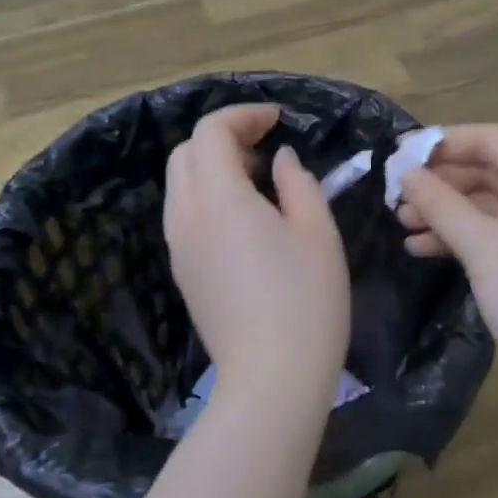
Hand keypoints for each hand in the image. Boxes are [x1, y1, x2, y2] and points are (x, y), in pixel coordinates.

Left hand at [163, 104, 349, 410]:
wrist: (271, 381)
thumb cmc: (306, 302)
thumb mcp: (318, 232)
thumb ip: (297, 183)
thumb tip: (280, 160)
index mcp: (219, 199)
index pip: (210, 132)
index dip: (243, 115)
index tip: (278, 120)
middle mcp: (187, 216)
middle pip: (186, 152)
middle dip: (223, 136)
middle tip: (266, 145)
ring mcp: (179, 246)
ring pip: (180, 182)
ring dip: (212, 164)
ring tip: (258, 177)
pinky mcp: (182, 271)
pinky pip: (184, 212)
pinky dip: (207, 194)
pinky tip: (245, 215)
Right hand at [398, 125, 497, 386]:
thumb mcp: (483, 246)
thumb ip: (442, 205)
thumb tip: (406, 174)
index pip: (491, 140)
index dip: (442, 143)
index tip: (399, 152)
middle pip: (487, 170)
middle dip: (440, 183)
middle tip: (395, 193)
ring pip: (487, 203)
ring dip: (445, 212)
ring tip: (401, 223)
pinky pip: (494, 231)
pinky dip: (461, 236)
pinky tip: (422, 248)